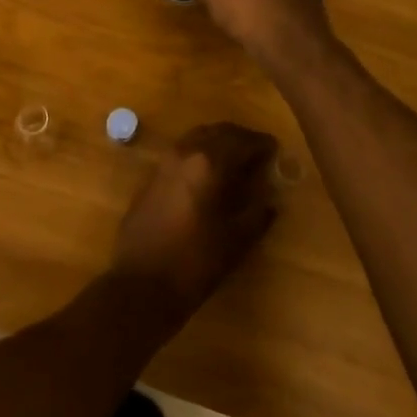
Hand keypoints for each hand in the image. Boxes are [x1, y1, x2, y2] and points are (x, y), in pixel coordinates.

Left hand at [111, 122, 278, 318]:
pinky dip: (201, 152)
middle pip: (218, 132)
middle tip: (258, 152)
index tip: (276, 149)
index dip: (261, 144)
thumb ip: (257, 214)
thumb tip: (270, 199)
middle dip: (240, 138)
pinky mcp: (153, 175)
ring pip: (198, 137)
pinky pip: (183, 151)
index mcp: (209, 162)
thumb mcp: (235, 241)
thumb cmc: (194, 263)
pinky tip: (210, 174)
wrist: (140, 284)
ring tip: (237, 160)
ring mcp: (165, 161)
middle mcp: (186, 152)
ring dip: (219, 142)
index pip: (242, 141)